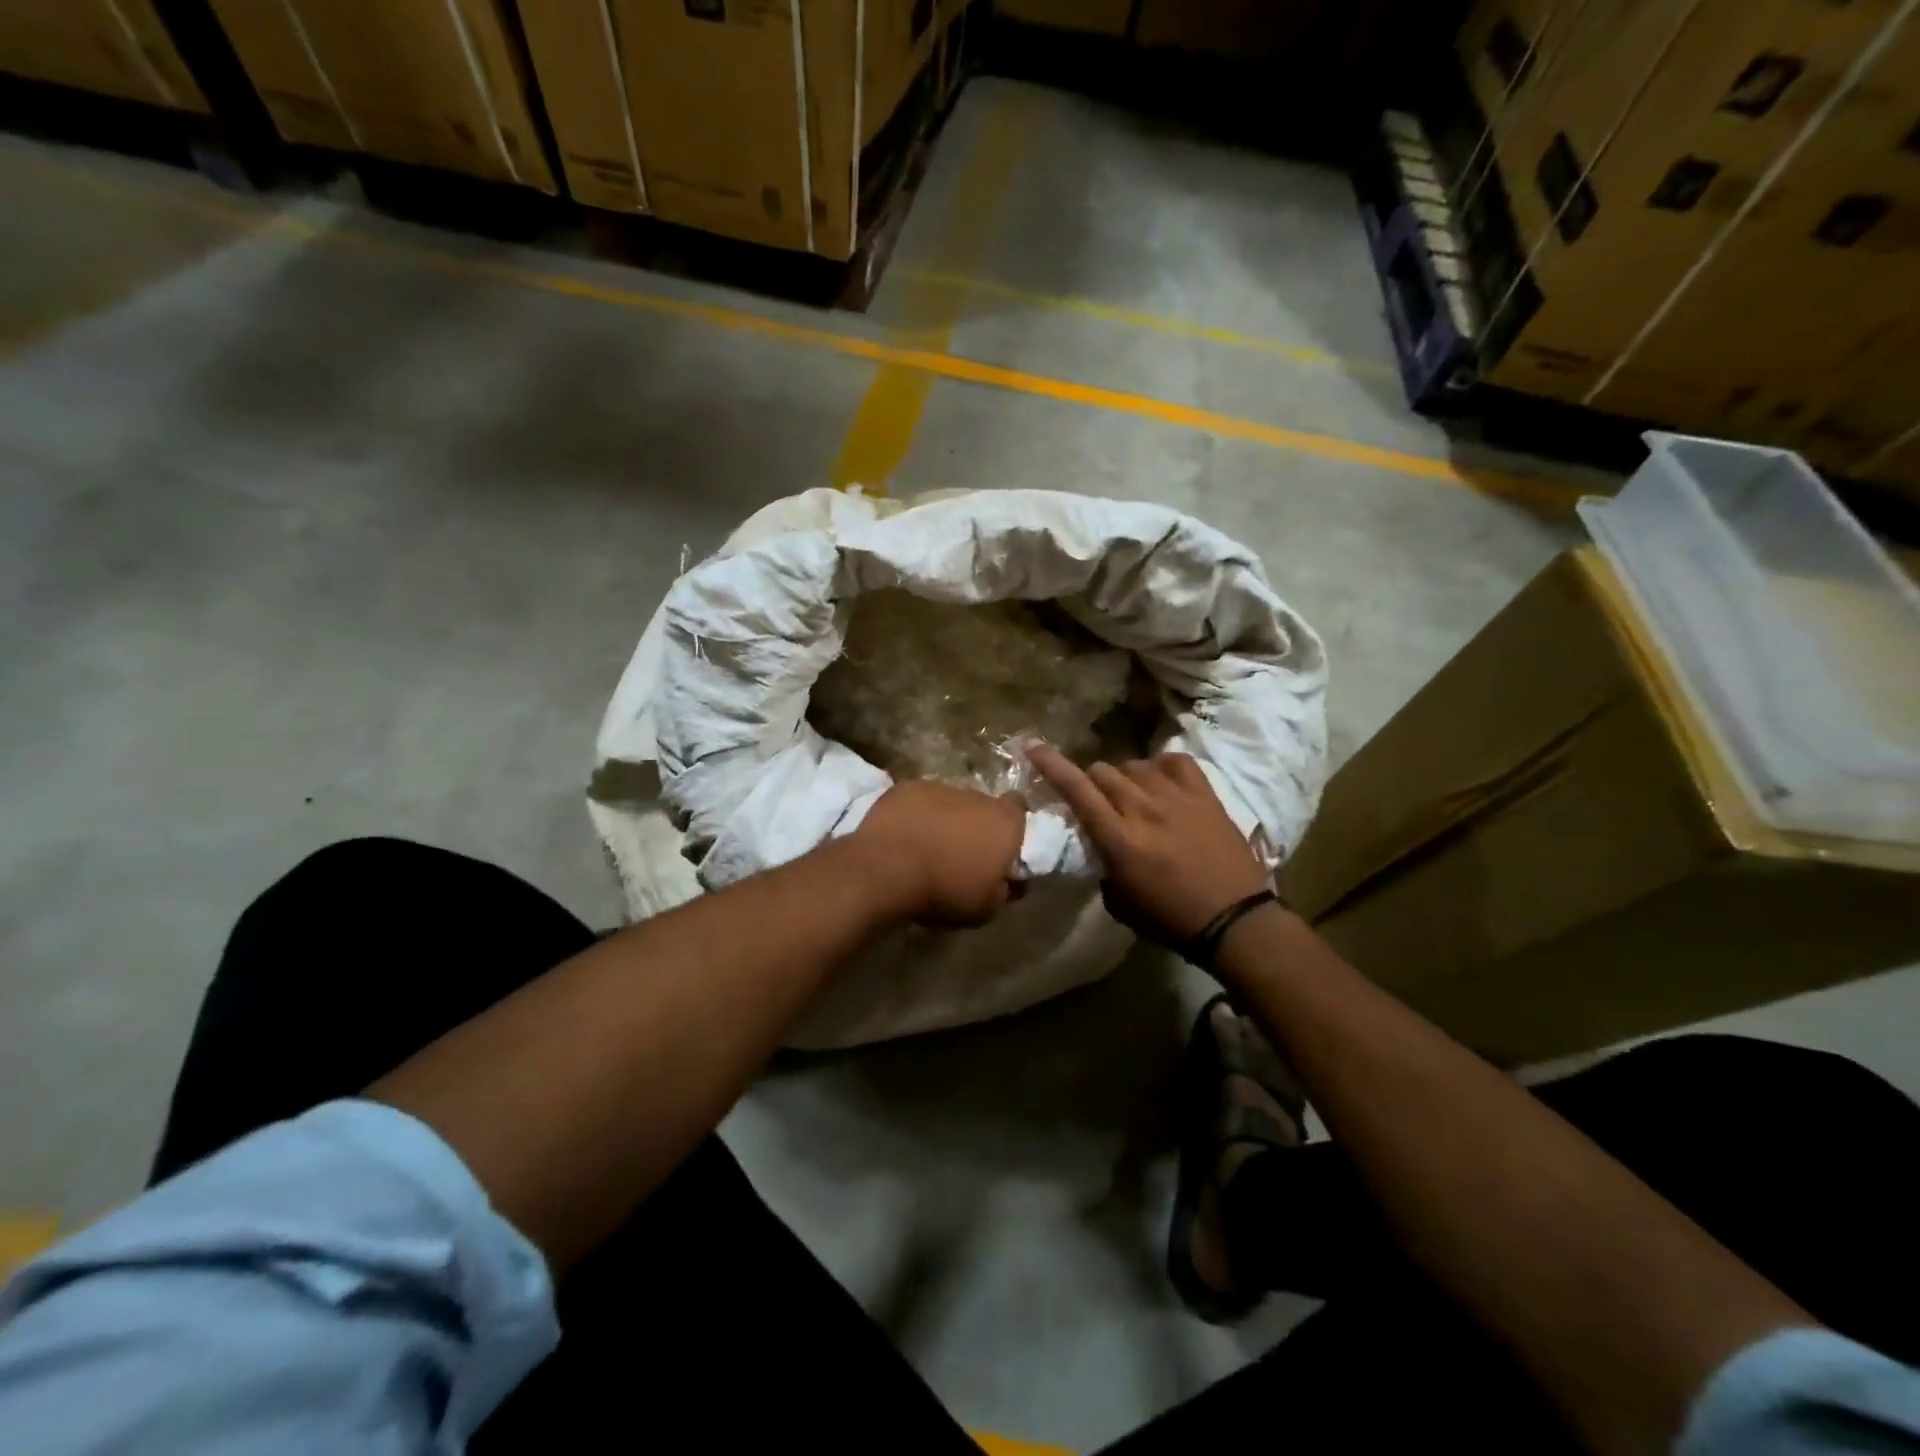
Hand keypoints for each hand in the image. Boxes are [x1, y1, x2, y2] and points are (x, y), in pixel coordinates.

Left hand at [848, 781, 1026, 927]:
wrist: (887, 869)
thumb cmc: (945, 891)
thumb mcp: (986, 909)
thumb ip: (1006, 891)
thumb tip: (1011, 882)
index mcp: (1004, 822)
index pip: (1019, 808)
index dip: (1011, 824)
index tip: (1000, 844)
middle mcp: (976, 797)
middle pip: (982, 806)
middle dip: (975, 824)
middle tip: (960, 851)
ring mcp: (939, 788)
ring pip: (949, 802)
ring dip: (944, 819)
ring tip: (926, 846)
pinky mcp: (907, 788)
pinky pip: (918, 800)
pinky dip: (915, 814)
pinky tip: (902, 836)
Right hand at [1030, 746, 1270, 945]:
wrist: (1234, 920)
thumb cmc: (1170, 920)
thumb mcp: (1119, 903)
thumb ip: (1103, 866)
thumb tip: (1099, 844)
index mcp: (1119, 839)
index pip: (1076, 790)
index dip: (1051, 765)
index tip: (1034, 746)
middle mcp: (1143, 809)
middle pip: (1103, 771)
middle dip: (1092, 782)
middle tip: (1100, 801)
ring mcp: (1177, 797)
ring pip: (1135, 765)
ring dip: (1126, 777)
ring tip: (1135, 796)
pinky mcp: (1205, 795)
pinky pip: (1175, 761)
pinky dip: (1162, 767)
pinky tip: (1163, 783)